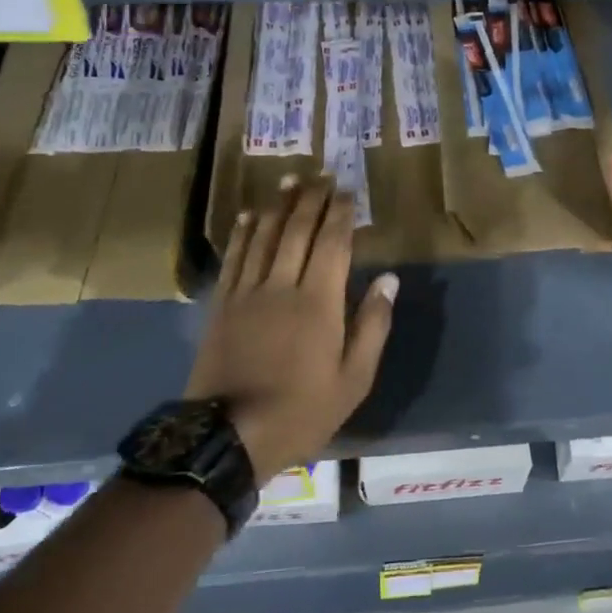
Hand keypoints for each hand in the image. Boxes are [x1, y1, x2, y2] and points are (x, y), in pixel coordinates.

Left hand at [185, 176, 398, 482]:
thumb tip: (389, 279)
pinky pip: (234, 258)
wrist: (229, 437)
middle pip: (297, 230)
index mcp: (319, 302)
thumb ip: (373, 325)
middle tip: (321, 175)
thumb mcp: (354, 378)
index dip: (340, 214)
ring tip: (289, 181)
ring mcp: (247, 293)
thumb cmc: (302, 409)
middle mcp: (282, 286)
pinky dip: (243, 233)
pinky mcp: (222, 305)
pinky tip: (250, 216)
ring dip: (278, 206)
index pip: (332, 243)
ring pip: (264, 237)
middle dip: (311, 199)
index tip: (347, 191)